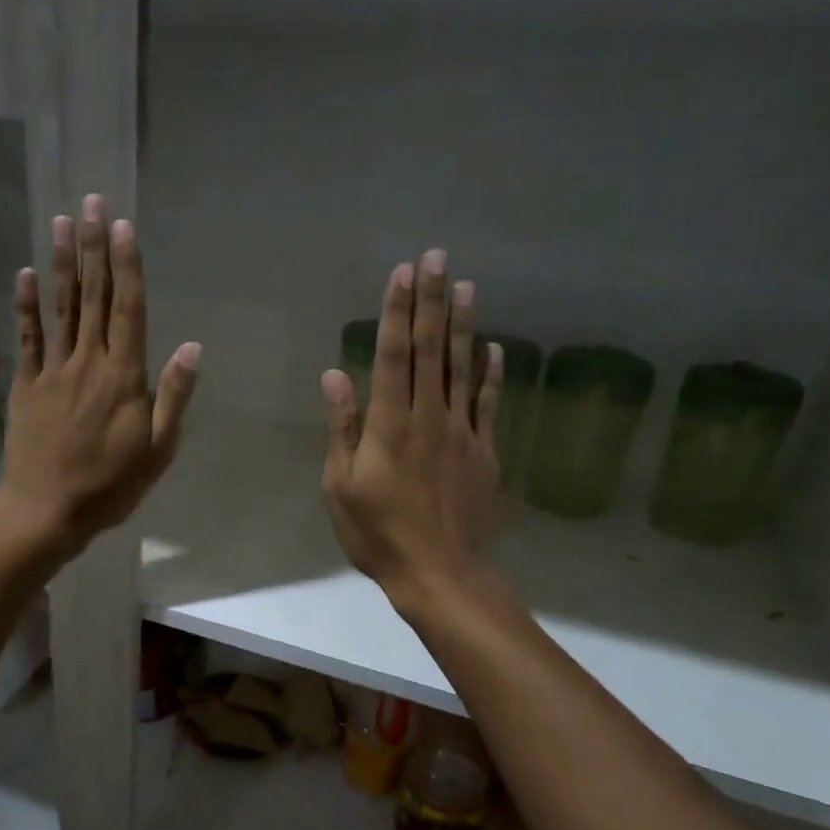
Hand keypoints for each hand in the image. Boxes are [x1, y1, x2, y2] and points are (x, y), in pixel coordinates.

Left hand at [0, 195, 201, 557]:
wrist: (48, 509)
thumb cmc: (110, 484)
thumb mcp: (158, 449)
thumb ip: (173, 395)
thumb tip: (191, 346)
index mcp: (124, 376)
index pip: (129, 309)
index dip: (126, 265)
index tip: (123, 226)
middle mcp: (88, 362)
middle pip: (93, 296)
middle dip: (94, 247)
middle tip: (91, 202)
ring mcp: (53, 370)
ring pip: (61, 308)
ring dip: (63, 263)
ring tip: (62, 222)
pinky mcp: (27, 384)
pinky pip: (27, 337)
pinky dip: (26, 305)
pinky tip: (26, 273)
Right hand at [321, 249, 503, 607]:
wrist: (438, 572)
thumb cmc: (377, 532)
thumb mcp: (340, 485)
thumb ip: (341, 428)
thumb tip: (336, 375)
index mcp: (389, 424)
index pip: (395, 355)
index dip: (399, 311)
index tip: (404, 272)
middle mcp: (429, 416)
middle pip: (432, 350)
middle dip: (432, 301)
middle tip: (438, 257)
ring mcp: (462, 432)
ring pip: (463, 369)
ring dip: (464, 325)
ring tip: (468, 285)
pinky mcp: (484, 452)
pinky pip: (489, 404)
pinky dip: (492, 374)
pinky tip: (494, 348)